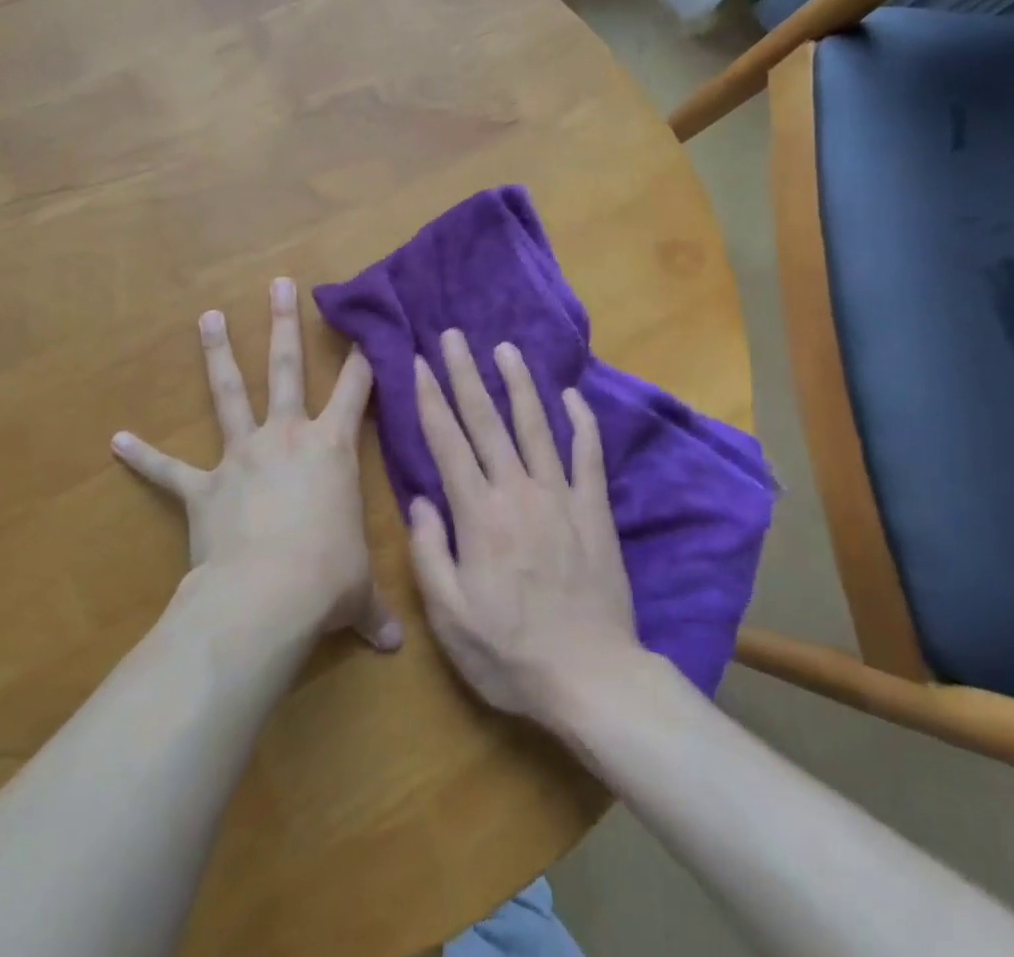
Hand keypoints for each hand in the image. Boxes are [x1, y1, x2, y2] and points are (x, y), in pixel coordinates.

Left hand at [112, 278, 401, 651]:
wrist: (266, 596)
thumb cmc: (326, 579)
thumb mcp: (357, 591)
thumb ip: (372, 611)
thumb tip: (393, 649)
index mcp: (331, 448)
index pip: (356, 390)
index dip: (363, 356)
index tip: (364, 324)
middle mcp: (286, 437)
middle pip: (285, 367)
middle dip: (284, 323)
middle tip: (279, 283)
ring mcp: (241, 455)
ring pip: (229, 392)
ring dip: (218, 354)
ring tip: (206, 317)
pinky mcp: (203, 486)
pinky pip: (169, 470)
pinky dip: (144, 456)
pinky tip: (117, 440)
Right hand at [407, 330, 640, 722]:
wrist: (593, 679)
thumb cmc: (510, 653)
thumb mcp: (450, 616)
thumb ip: (429, 553)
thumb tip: (421, 500)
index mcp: (479, 515)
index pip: (448, 443)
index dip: (431, 399)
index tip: (419, 362)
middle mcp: (518, 492)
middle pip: (487, 421)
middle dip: (466, 374)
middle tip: (453, 335)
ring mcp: (561, 497)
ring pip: (536, 427)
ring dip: (519, 384)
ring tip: (505, 348)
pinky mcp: (595, 511)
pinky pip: (588, 456)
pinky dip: (582, 422)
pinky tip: (572, 395)